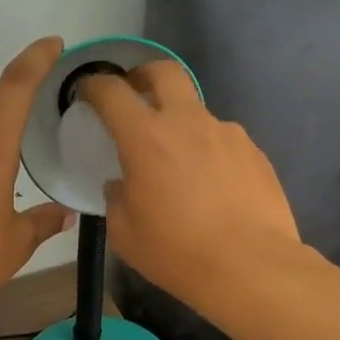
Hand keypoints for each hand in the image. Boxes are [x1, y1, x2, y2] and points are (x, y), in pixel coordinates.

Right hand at [77, 62, 299, 309]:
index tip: (86, 92)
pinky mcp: (254, 152)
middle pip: (164, 72)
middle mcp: (188, 123)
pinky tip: (210, 186)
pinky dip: (207, 152)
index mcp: (146, 138)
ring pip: (196, 112)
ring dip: (179, 124)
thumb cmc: (177, 252)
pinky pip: (222, 141)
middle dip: (142, 75)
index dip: (93, 86)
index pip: (112, 92)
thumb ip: (116, 199)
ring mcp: (227, 134)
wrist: (251, 268)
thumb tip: (122, 185)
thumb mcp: (125, 233)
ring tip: (178, 164)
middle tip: (134, 95)